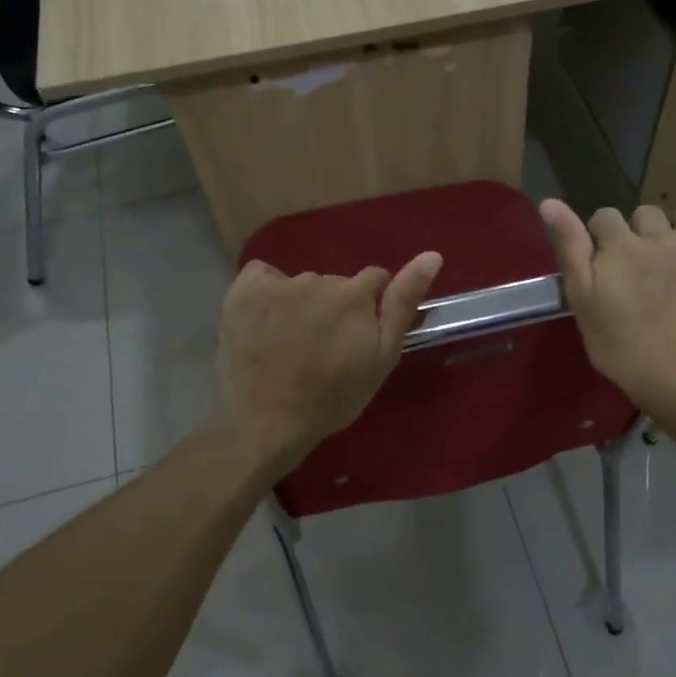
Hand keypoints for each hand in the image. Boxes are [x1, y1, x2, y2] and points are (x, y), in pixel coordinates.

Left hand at [218, 250, 443, 469]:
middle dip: (335, 306)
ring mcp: (277, 284)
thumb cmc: (335, 396)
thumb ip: (404, 302)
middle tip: (324, 346)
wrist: (270, 421)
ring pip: (300, 284)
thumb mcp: (382, 356)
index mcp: (354, 294)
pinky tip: (264, 320)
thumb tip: (432, 255)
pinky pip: (261, 276)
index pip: (374, 279)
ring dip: (301, 303)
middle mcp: (317, 280)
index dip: (369, 306)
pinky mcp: (243, 291)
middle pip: (335, 283)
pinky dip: (265, 292)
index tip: (358, 335)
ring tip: (291, 342)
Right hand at [541, 200, 675, 420]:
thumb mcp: (580, 296)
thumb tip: (549, 201)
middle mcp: (660, 237)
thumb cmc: (616, 341)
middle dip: (638, 230)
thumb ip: (569, 246)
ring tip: (675, 251)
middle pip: (647, 213)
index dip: (599, 236)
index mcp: (621, 243)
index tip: (599, 262)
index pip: (604, 216)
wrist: (670, 373)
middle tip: (636, 264)